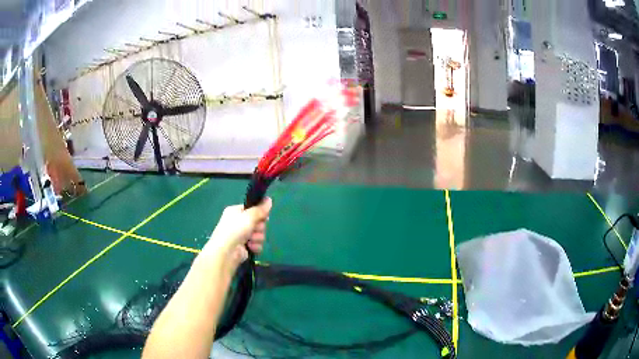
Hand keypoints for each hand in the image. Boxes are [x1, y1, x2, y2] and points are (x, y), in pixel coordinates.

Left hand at [202, 198, 271, 270]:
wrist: (226, 252)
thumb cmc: (235, 229)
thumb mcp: (249, 216)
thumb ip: (260, 209)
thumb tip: (269, 199)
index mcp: (236, 212)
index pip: (252, 209)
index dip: (259, 213)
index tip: (264, 216)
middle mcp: (238, 222)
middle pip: (258, 222)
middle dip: (259, 227)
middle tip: (254, 229)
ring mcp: (242, 235)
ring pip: (259, 234)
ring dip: (257, 238)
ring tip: (250, 240)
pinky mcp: (245, 247)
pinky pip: (257, 244)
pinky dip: (255, 246)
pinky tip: (250, 247)